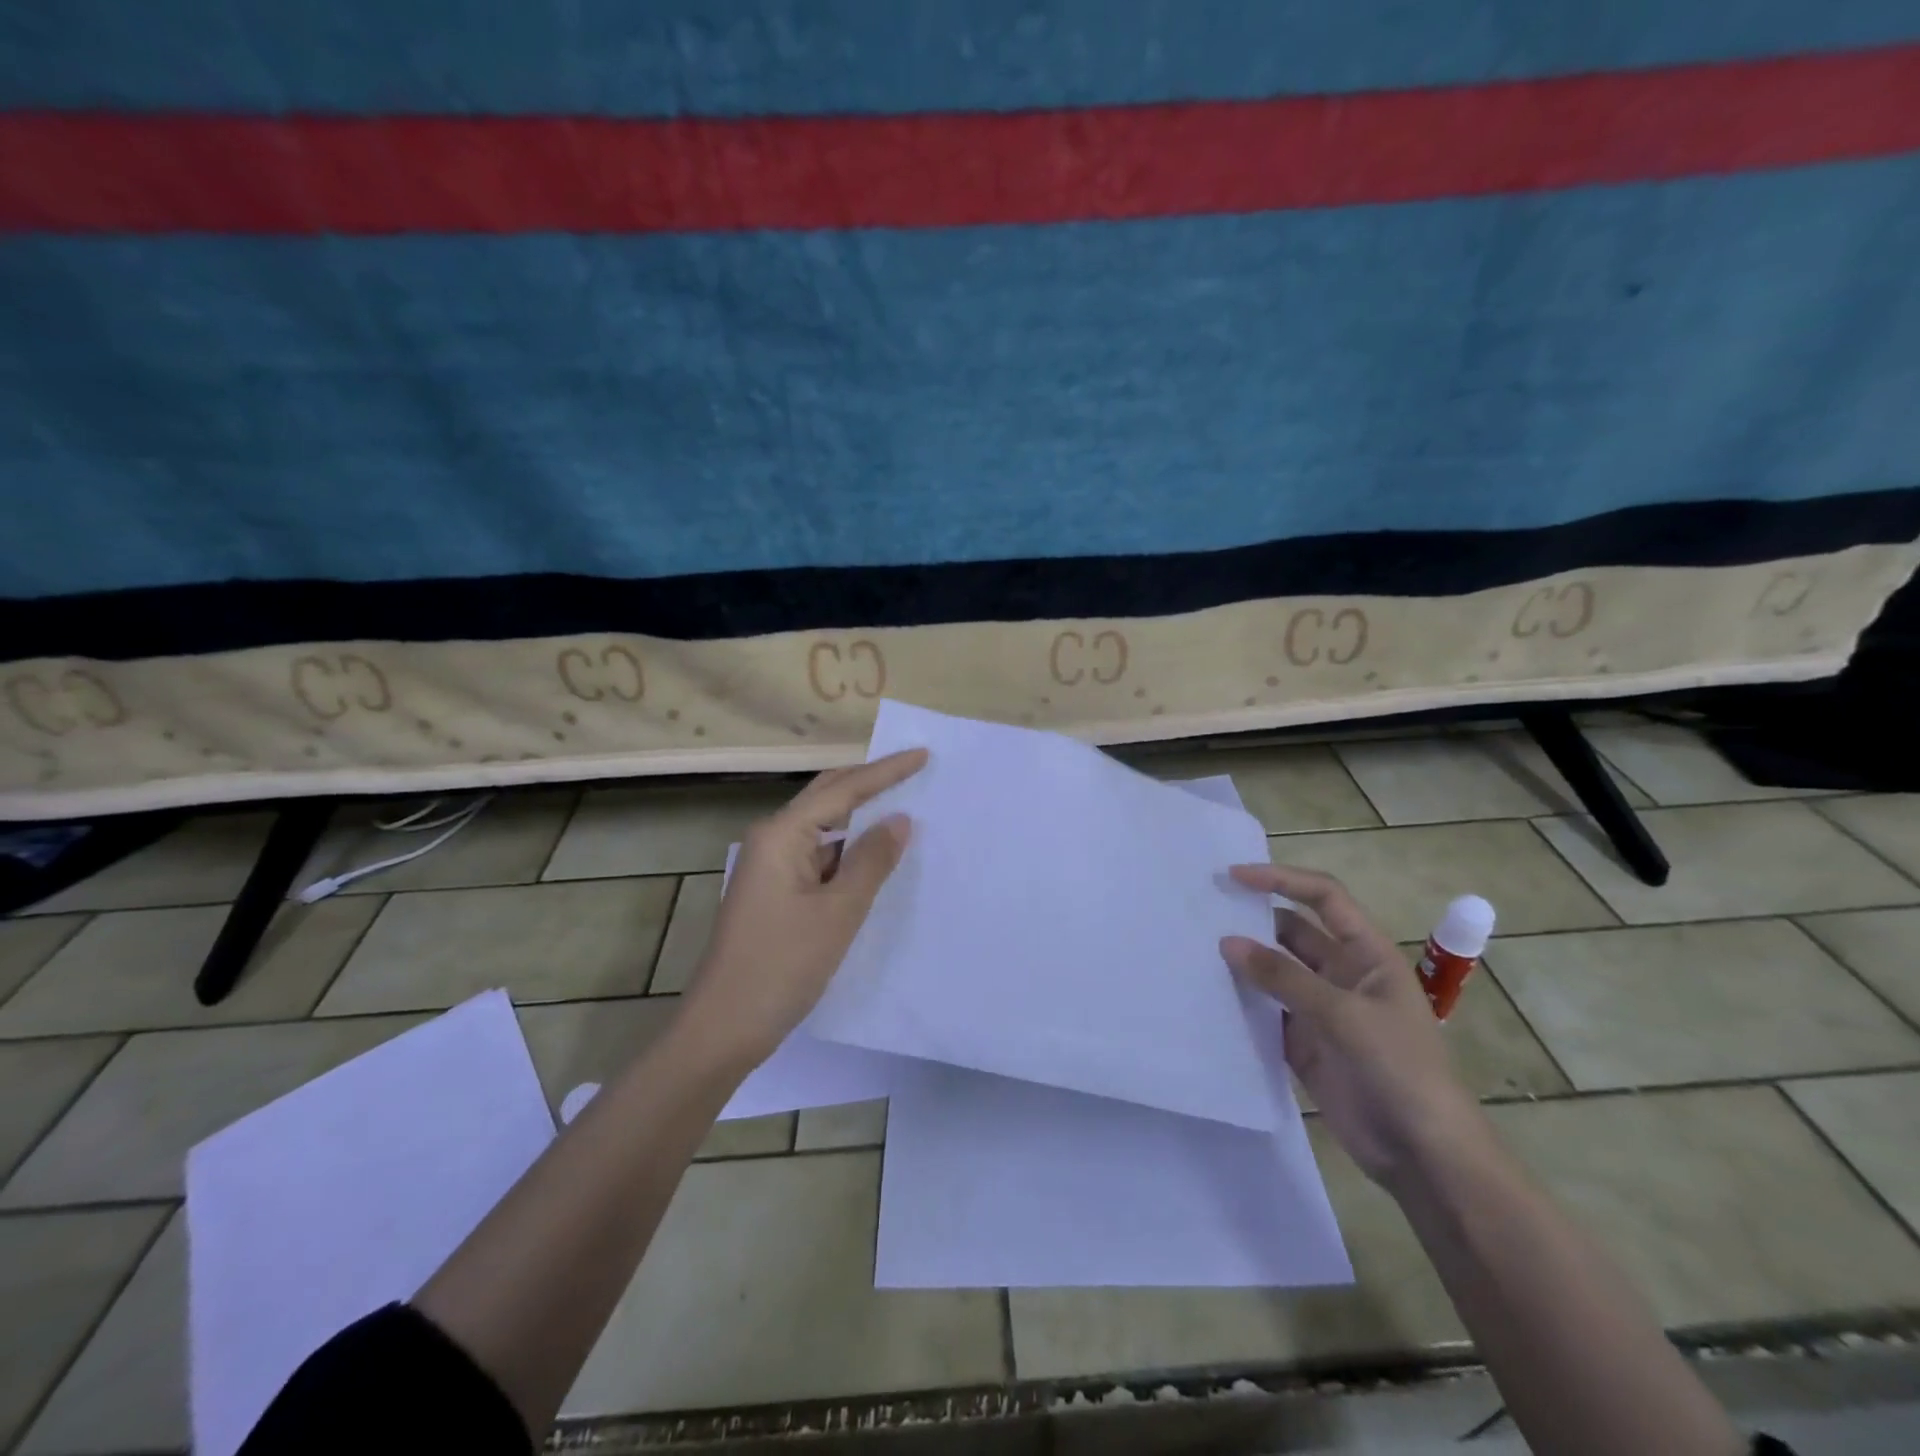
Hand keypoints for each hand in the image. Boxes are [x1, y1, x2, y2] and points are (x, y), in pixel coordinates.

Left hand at [676, 748, 927, 1071]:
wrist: (723, 1028)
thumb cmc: (781, 965)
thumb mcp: (838, 912)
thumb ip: (871, 861)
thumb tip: (899, 819)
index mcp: (782, 834)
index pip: (844, 789)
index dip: (886, 772)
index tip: (923, 755)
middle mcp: (772, 840)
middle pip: (828, 797)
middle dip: (870, 783)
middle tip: (915, 772)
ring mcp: (771, 867)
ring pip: (824, 829)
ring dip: (861, 820)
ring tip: (905, 810)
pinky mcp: (775, 892)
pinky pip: (819, 858)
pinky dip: (849, 853)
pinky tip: (876, 860)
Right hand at [1219, 865, 1489, 1186]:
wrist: (1423, 1155)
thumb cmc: (1398, 1070)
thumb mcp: (1344, 1016)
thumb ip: (1283, 977)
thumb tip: (1227, 942)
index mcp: (1367, 954)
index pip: (1323, 898)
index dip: (1282, 880)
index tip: (1235, 876)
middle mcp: (1341, 973)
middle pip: (1291, 932)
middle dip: (1253, 919)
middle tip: (1202, 912)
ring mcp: (1320, 1009)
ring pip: (1273, 971)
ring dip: (1243, 961)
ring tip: (1195, 949)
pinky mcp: (1302, 1043)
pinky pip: (1264, 1012)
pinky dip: (1240, 1003)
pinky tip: (1207, 996)